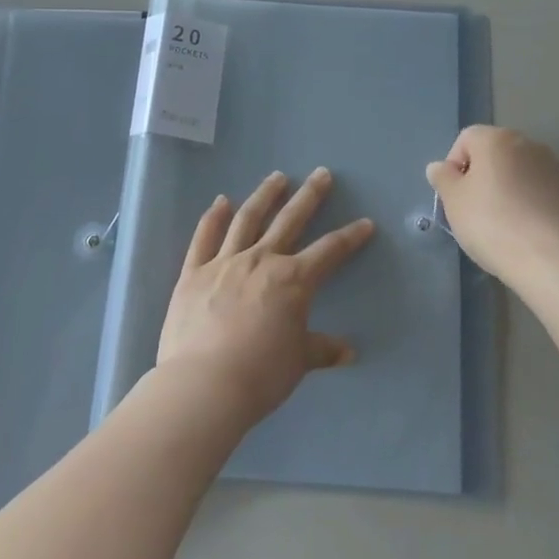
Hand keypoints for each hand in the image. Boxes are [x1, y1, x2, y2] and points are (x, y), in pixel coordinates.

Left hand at [157, 168, 374, 425]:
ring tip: (276, 177)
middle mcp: (261, 260)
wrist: (204, 384)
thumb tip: (348, 352)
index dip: (350, 237)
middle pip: (289, 220)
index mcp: (293, 280)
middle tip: (321, 174)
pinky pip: (204, 237)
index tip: (365, 223)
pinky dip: (213, 217)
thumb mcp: (298, 362)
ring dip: (264, 195)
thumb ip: (321, 350)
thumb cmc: (260, 374)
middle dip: (309, 196)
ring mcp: (224, 262)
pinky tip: (221, 201)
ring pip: (247, 218)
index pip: (330, 251)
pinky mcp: (194, 272)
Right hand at [426, 125, 558, 280]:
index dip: (454, 165)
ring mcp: (553, 166)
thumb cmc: (491, 223)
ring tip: (502, 220)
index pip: (466, 139)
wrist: (548, 258)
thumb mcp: (453, 201)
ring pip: (518, 170)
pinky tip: (525, 227)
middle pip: (494, 152)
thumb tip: (439, 167)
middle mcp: (527, 143)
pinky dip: (528, 200)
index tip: (455, 195)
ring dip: (507, 186)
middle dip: (482, 174)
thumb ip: (443, 178)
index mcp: (496, 139)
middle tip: (474, 208)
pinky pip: (539, 188)